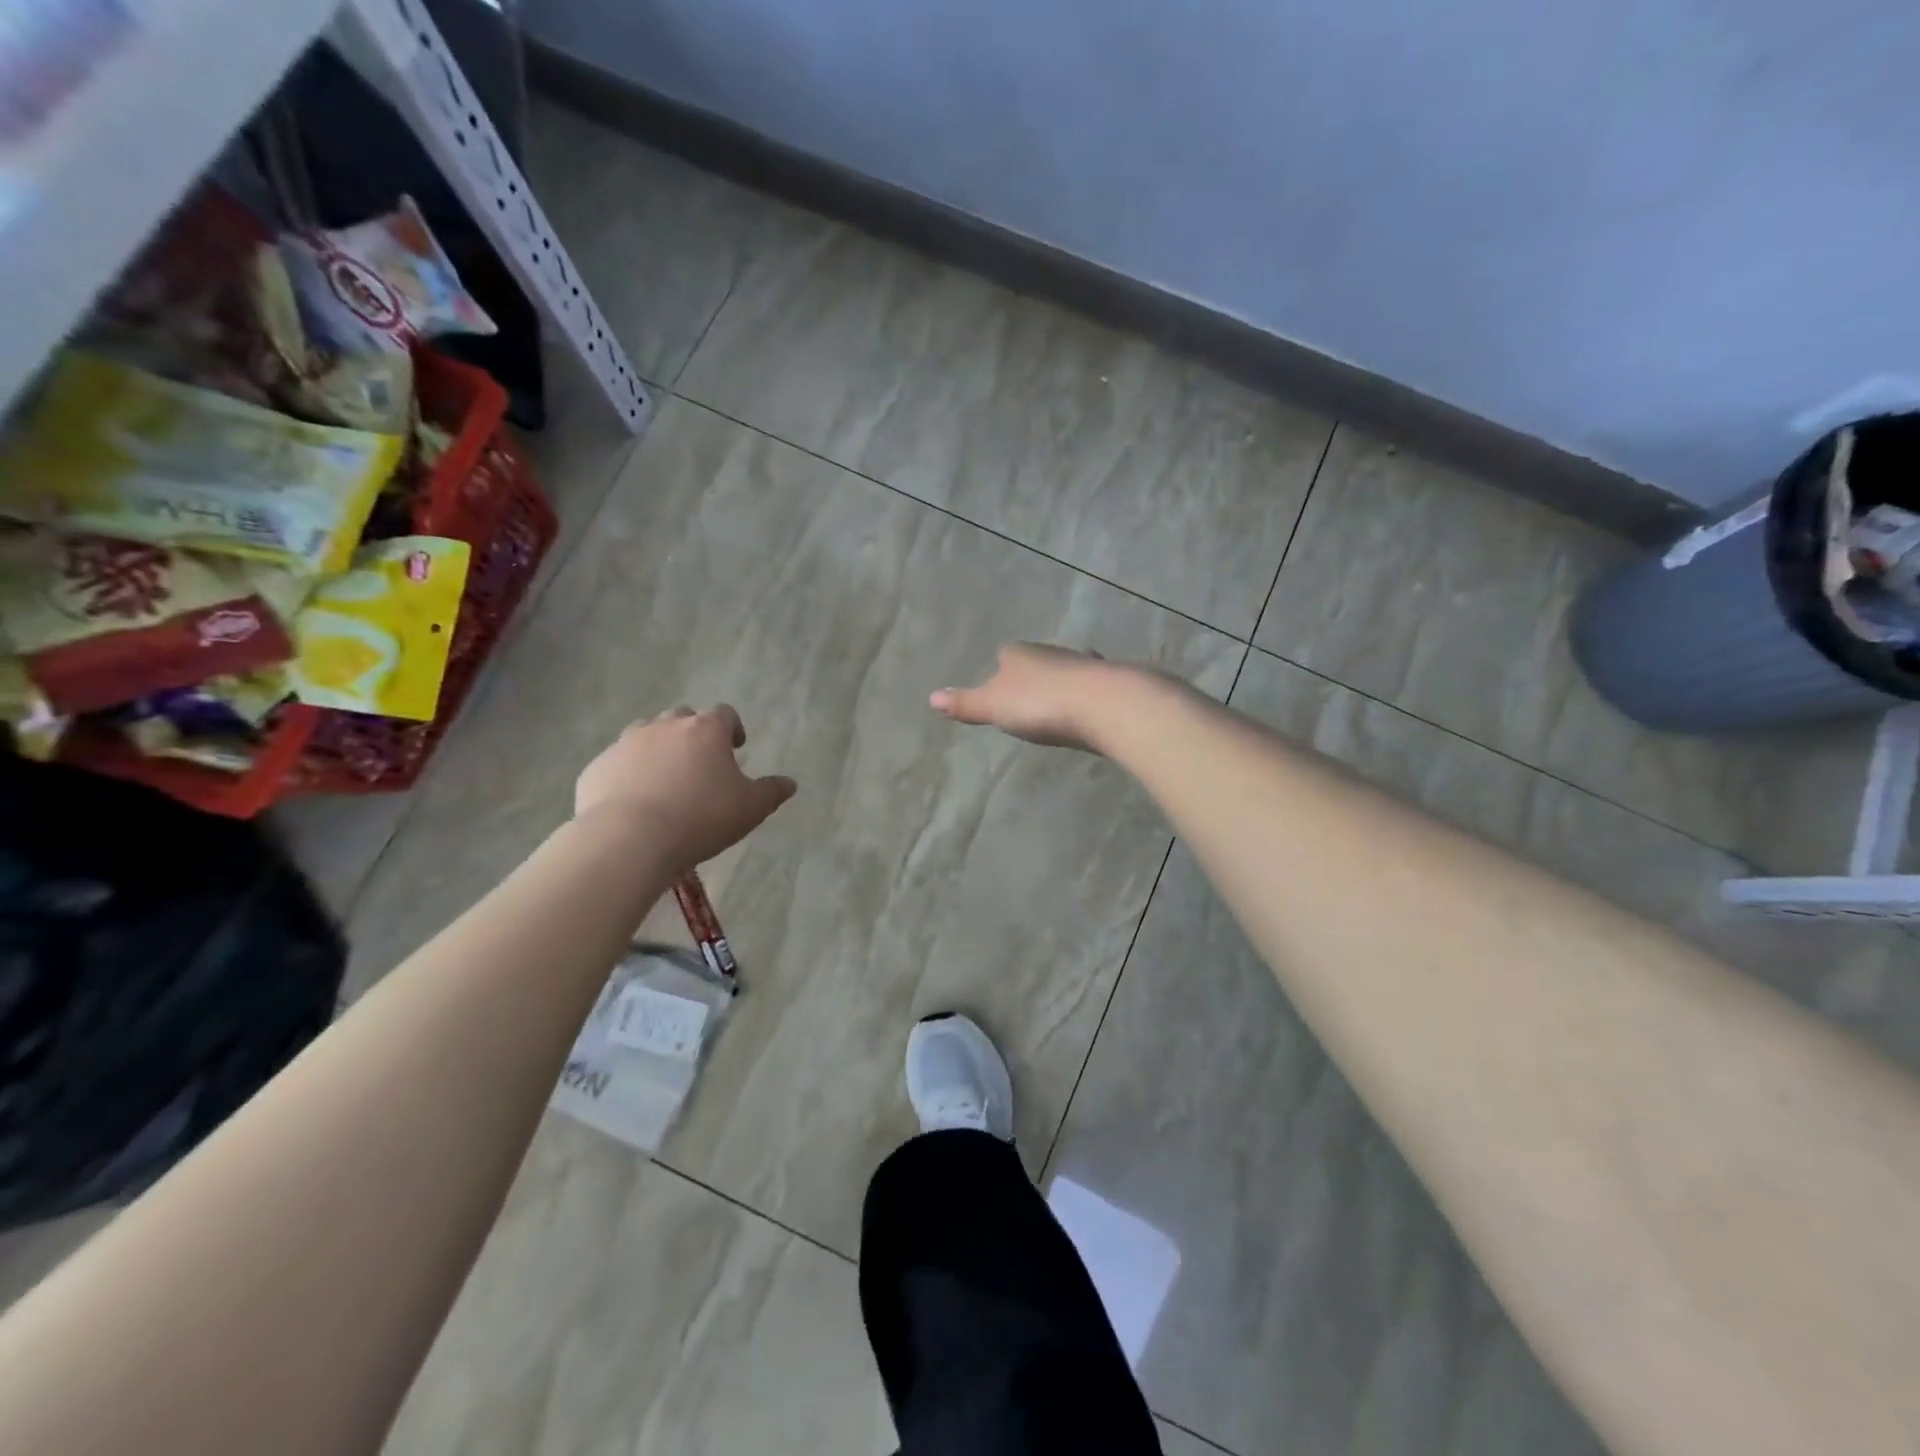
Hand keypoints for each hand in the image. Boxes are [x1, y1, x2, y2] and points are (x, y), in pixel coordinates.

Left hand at [575, 705, 795, 868]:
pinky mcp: (597, 767)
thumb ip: (771, 792)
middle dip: (693, 734)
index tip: (737, 748)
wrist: (629, 838)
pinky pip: (617, 763)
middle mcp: (665, 727)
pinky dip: (628, 773)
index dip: (733, 728)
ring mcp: (626, 743)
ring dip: (658, 748)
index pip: (725, 714)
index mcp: (705, 730)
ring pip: (645, 734)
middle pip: (682, 718)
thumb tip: (790, 783)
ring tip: (665, 779)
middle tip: (700, 763)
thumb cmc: (700, 818)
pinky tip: (634, 800)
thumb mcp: (750, 809)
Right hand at [930, 643, 1141, 751]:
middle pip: (1038, 662)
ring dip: (1064, 685)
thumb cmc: (1038, 703)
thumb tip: (931, 697)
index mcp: (1019, 654)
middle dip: (1035, 677)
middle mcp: (1051, 651)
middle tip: (1030, 700)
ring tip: (1060, 706)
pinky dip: (1088, 696)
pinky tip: (1091, 711)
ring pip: (1068, 671)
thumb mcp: (993, 706)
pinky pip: (1092, 688)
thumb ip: (965, 703)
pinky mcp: (1110, 682)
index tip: (1001, 689)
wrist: (1102, 704)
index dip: (1001, 670)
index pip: (1006, 655)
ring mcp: (1084, 664)